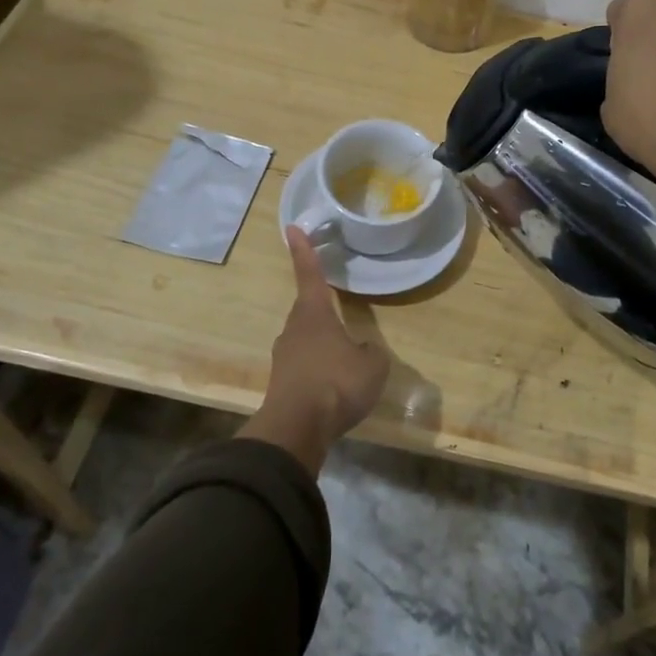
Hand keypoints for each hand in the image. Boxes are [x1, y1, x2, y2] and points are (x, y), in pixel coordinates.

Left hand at [239, 227, 390, 474]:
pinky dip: (319, 370)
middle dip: (322, 309)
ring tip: (345, 360)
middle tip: (340, 312)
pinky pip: (305, 367)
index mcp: (314, 313)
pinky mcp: (282, 383)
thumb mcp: (372, 365)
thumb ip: (371, 352)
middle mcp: (294, 329)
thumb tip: (363, 351)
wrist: (297, 428)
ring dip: (323, 344)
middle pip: (308, 310)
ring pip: (306, 340)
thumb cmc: (336, 383)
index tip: (292, 227)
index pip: (310, 274)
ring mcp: (284, 357)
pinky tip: (334, 387)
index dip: (304, 250)